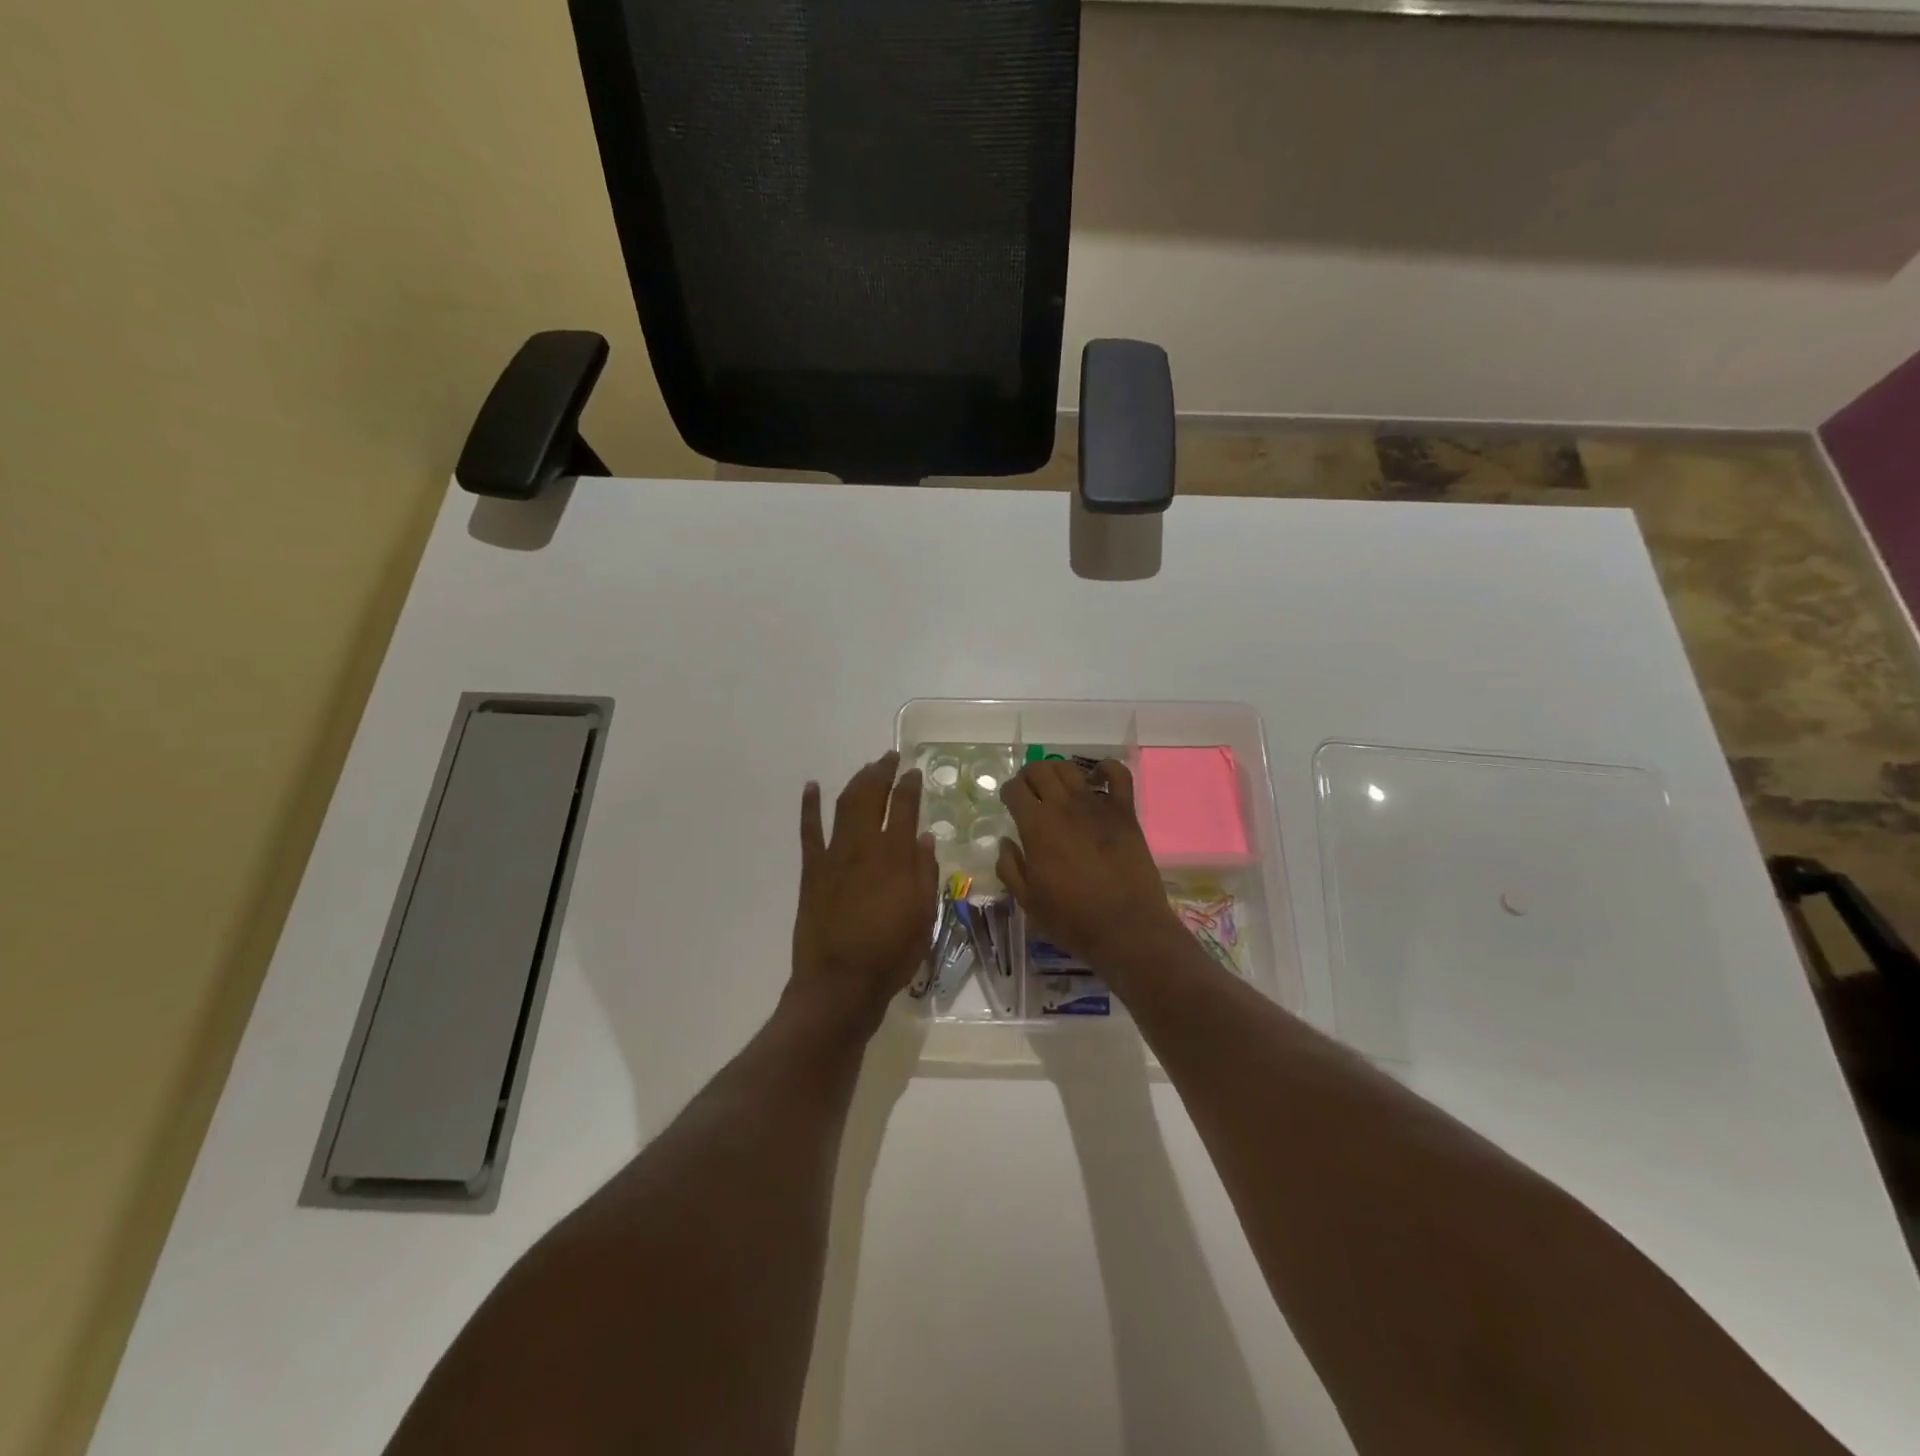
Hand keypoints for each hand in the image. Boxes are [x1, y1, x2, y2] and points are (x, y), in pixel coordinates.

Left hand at [788, 751, 937, 1036]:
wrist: (840, 982)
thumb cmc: (891, 953)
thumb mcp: (924, 916)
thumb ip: (925, 872)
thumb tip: (923, 837)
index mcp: (896, 855)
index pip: (904, 806)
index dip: (910, 785)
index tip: (914, 771)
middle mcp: (864, 845)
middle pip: (872, 795)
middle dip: (882, 771)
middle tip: (890, 757)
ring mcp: (834, 855)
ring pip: (844, 804)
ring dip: (856, 781)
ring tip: (866, 768)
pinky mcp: (812, 870)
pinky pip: (809, 831)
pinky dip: (809, 806)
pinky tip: (811, 787)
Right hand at [997, 759, 1184, 983]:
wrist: (1127, 928)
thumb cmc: (1072, 919)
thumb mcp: (1028, 902)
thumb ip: (1010, 868)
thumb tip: (1005, 842)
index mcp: (1037, 826)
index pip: (1015, 789)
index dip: (1008, 792)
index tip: (1009, 803)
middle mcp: (1064, 806)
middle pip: (1040, 770)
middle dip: (1028, 776)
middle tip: (1030, 792)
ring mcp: (1097, 805)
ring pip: (1071, 768)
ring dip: (1057, 770)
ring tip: (1056, 786)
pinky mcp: (1124, 812)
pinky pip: (1118, 775)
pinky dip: (1106, 769)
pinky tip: (1097, 777)